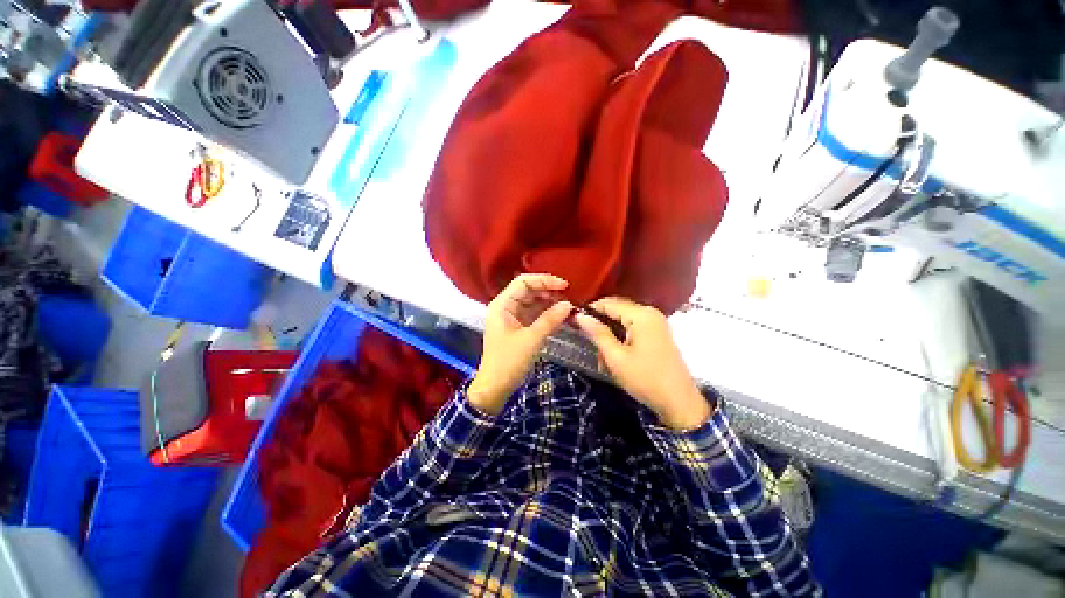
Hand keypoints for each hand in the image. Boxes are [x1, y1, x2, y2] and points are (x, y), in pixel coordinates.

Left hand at [468, 274, 572, 414]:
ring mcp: (511, 317)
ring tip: (567, 306)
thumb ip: (550, 320)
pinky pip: (533, 314)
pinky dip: (546, 313)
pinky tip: (560, 315)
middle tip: (569, 297)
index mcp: (502, 304)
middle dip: (548, 291)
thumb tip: (568, 305)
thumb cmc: (509, 362)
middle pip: (528, 290)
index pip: (523, 282)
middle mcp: (505, 306)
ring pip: (532, 302)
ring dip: (549, 302)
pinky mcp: (517, 327)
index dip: (544, 280)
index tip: (564, 285)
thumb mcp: (531, 339)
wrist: (495, 387)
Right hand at [574, 297, 710, 429]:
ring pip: (623, 321)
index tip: (574, 322)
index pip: (609, 303)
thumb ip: (597, 333)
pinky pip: (632, 329)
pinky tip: (614, 357)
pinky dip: (621, 340)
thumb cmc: (645, 379)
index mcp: (641, 315)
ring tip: (602, 357)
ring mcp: (656, 324)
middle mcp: (650, 313)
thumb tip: (580, 316)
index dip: (590, 310)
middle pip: (617, 310)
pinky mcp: (657, 334)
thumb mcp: (615, 357)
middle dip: (601, 325)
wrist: (679, 403)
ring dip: (610, 335)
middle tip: (589, 343)